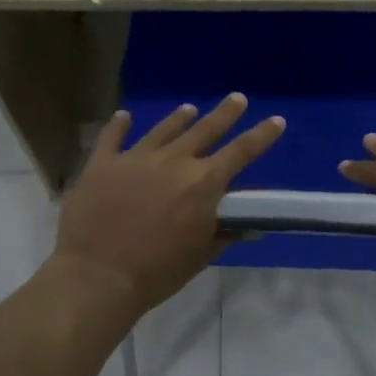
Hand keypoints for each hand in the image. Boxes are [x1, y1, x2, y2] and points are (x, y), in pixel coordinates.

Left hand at [55, 94, 285, 315]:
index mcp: (203, 183)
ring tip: (189, 108)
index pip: (242, 152)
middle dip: (225, 114)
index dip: (262, 135)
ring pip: (163, 130)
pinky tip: (123, 116)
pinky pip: (112, 137)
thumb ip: (224, 233)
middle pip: (205, 129)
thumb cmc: (158, 272)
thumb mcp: (201, 256)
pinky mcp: (102, 164)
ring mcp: (135, 158)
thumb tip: (248, 225)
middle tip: (237, 98)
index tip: (277, 120)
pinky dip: (119, 125)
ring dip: (179, 118)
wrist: (99, 276)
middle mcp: (173, 161)